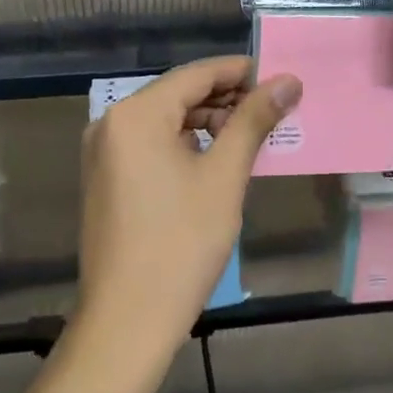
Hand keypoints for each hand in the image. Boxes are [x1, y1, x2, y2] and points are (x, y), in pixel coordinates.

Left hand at [75, 57, 301, 376]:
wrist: (128, 320)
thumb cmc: (182, 243)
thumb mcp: (224, 176)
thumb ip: (253, 121)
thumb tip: (288, 80)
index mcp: (135, 115)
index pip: (196, 74)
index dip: (241, 72)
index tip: (281, 79)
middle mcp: (111, 124)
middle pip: (179, 95)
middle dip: (227, 100)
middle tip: (273, 114)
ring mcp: (103, 153)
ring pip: (166, 121)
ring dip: (209, 124)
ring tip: (251, 140)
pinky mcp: (106, 179)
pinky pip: (151, 146)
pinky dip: (186, 146)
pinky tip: (217, 162)